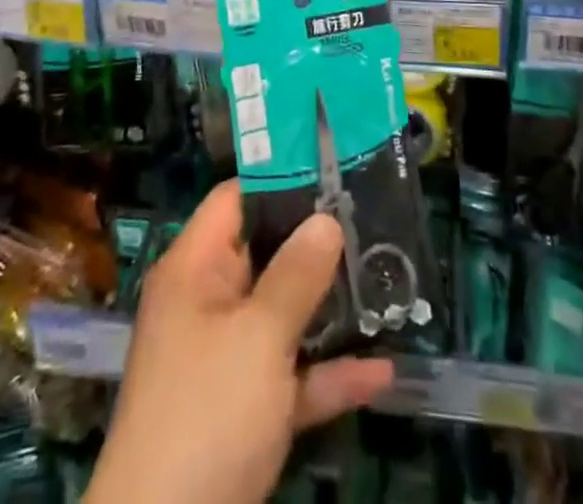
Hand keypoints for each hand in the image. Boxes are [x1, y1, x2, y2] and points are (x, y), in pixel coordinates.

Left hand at [86, 182, 393, 503]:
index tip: (332, 170)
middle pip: (265, 255)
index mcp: (195, 270)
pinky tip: (381, 372)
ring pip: (283, 317)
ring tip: (386, 284)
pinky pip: (290, 377)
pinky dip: (327, 374)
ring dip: (329, 310)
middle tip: (373, 223)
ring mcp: (225, 360)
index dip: (280, 179)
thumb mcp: (257, 336)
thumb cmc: (207, 412)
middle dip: (317, 244)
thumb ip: (296, 275)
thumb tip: (326, 218)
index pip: (235, 200)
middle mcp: (208, 305)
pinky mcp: (243, 412)